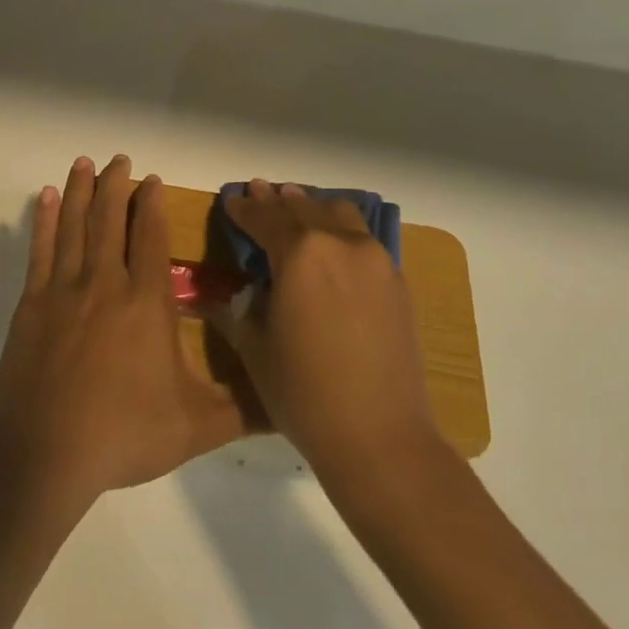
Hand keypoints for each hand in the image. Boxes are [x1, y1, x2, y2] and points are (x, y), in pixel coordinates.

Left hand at [0, 156, 244, 510]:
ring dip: (82, 191)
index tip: (152, 180)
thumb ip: (245, 408)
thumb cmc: (126, 435)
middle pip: (112, 220)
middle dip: (117, 186)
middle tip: (119, 159)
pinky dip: (44, 220)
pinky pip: (40, 249)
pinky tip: (46, 198)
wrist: (49, 455)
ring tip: (86, 162)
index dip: (153, 205)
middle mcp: (106, 284)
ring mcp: (64, 290)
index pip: (152, 238)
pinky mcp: (31, 304)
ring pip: (75, 226)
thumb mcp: (198, 427)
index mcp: (147, 303)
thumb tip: (291, 399)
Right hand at [206, 181, 448, 487]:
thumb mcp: (255, 348)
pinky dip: (340, 231)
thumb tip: (236, 293)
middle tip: (259, 192)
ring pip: (339, 214)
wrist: (380, 436)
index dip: (244, 208)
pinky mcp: (396, 282)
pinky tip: (332, 244)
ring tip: (296, 208)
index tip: (231, 200)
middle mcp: (340, 243)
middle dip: (276, 201)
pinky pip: (362, 239)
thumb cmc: (303, 392)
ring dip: (312, 208)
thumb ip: (241, 309)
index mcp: (300, 253)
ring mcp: (375, 260)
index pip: (264, 217)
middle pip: (302, 207)